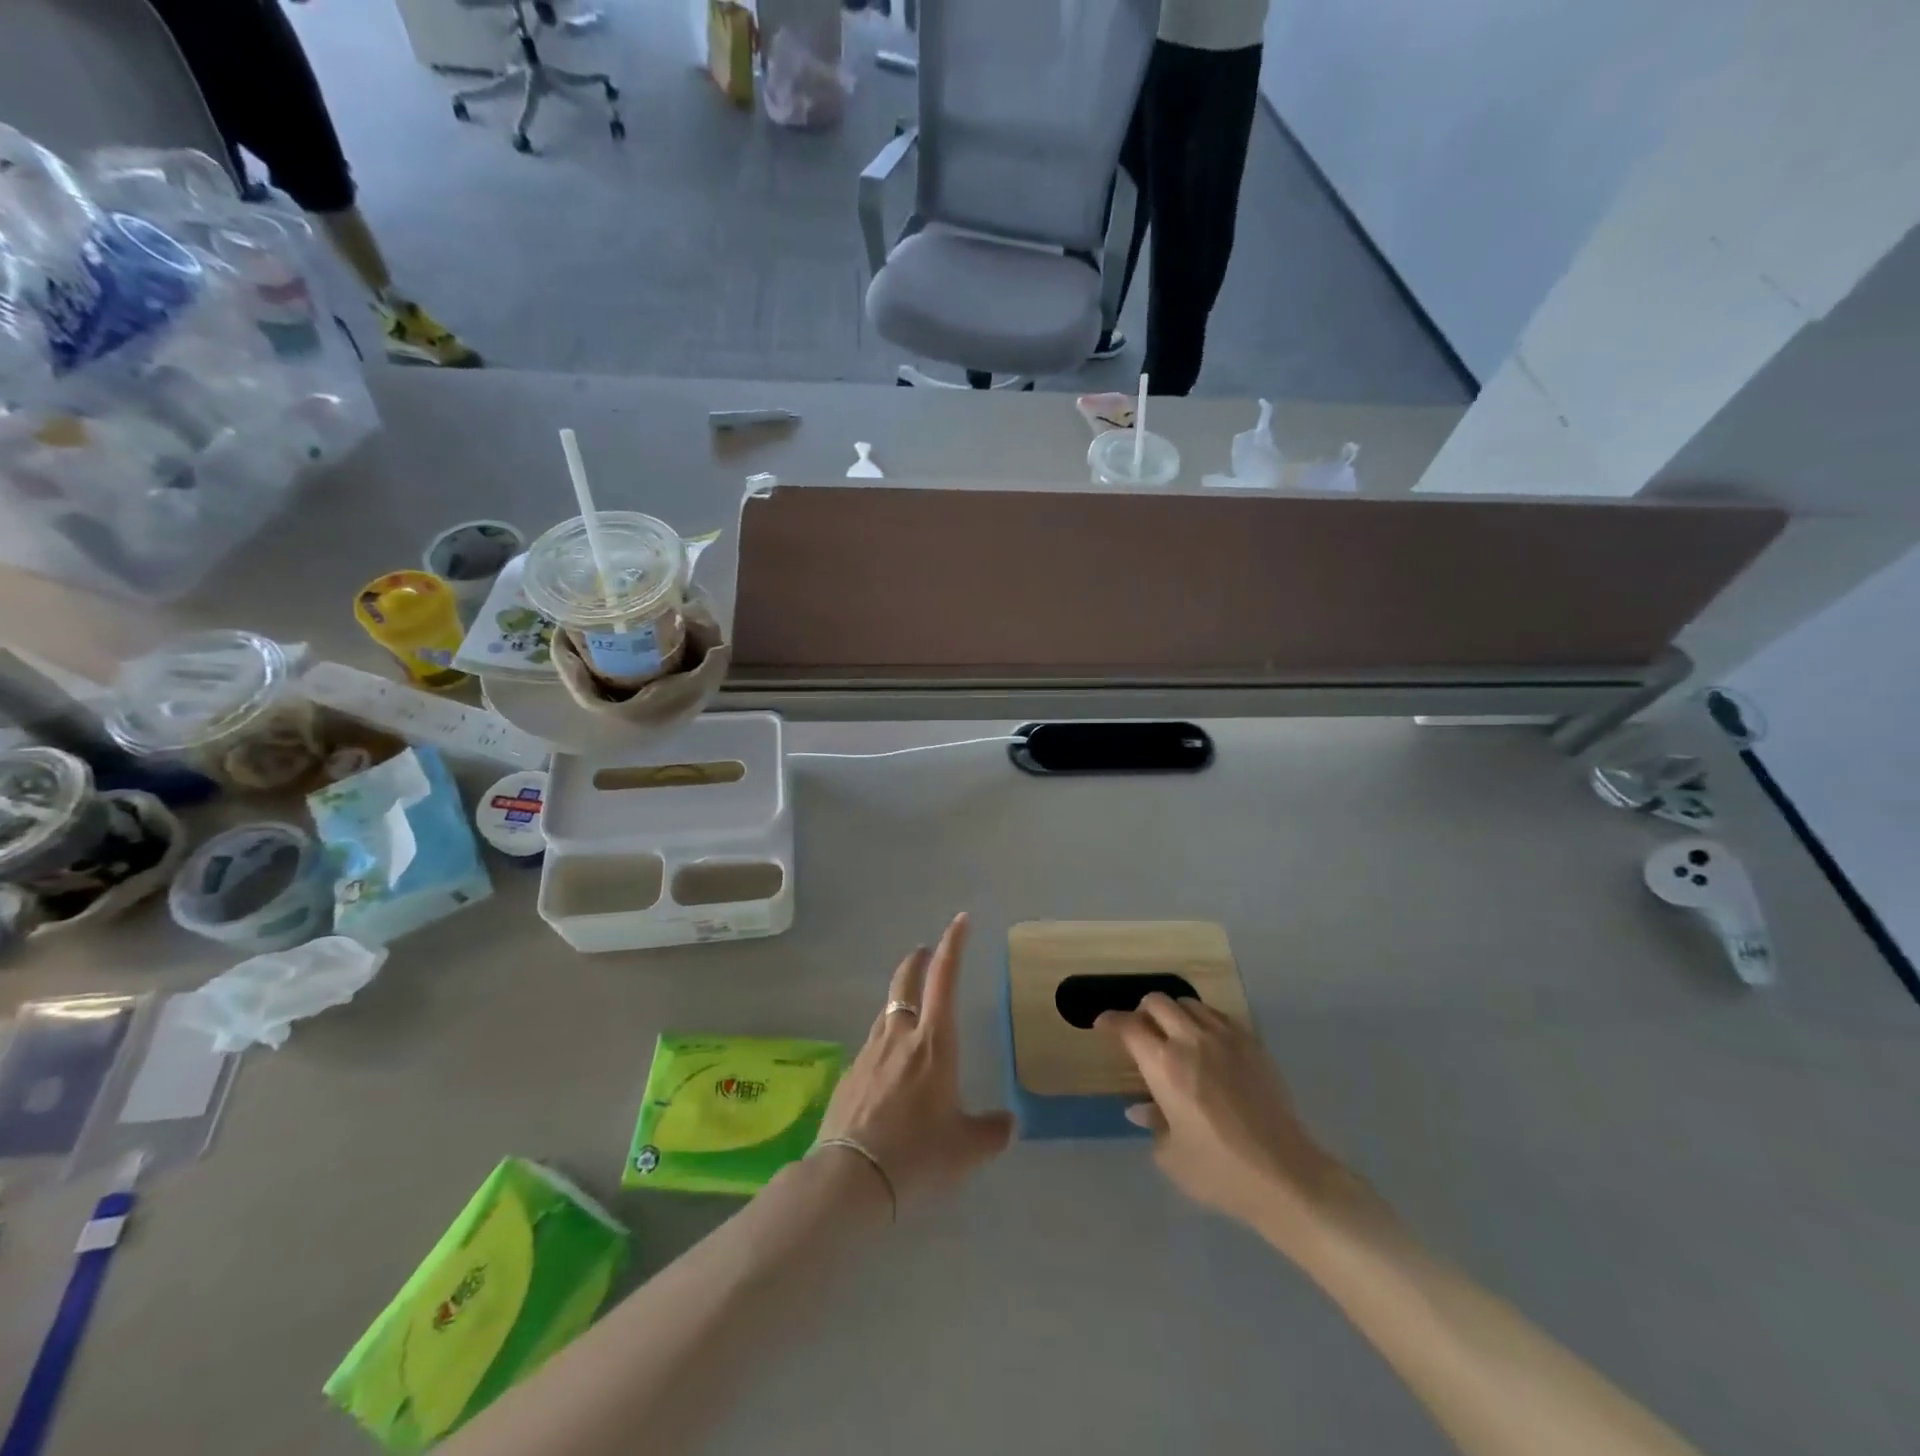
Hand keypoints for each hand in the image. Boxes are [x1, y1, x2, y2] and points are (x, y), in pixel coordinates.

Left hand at [816, 914, 1013, 1208]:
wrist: (851, 1178)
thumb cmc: (917, 1154)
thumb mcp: (966, 1149)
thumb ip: (991, 1132)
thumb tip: (1007, 1123)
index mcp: (934, 1043)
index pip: (945, 979)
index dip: (953, 946)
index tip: (959, 921)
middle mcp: (900, 1036)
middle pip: (906, 983)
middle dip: (917, 961)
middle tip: (925, 952)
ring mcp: (869, 1053)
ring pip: (887, 1013)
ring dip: (900, 1001)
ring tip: (911, 1011)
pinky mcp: (849, 1075)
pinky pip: (872, 1047)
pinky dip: (885, 1043)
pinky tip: (889, 1069)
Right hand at [1098, 994, 1348, 1245]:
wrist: (1286, 1176)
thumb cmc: (1220, 1172)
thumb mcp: (1172, 1156)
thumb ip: (1153, 1123)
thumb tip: (1140, 1107)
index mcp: (1164, 1066)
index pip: (1128, 1026)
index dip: (1110, 1021)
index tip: (1103, 1025)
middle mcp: (1191, 1041)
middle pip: (1157, 1002)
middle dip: (1141, 1011)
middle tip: (1140, 1031)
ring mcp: (1225, 1038)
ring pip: (1188, 1003)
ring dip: (1173, 1013)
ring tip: (1174, 1035)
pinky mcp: (1252, 1044)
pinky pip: (1218, 1015)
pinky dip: (1203, 1020)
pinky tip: (1206, 1043)